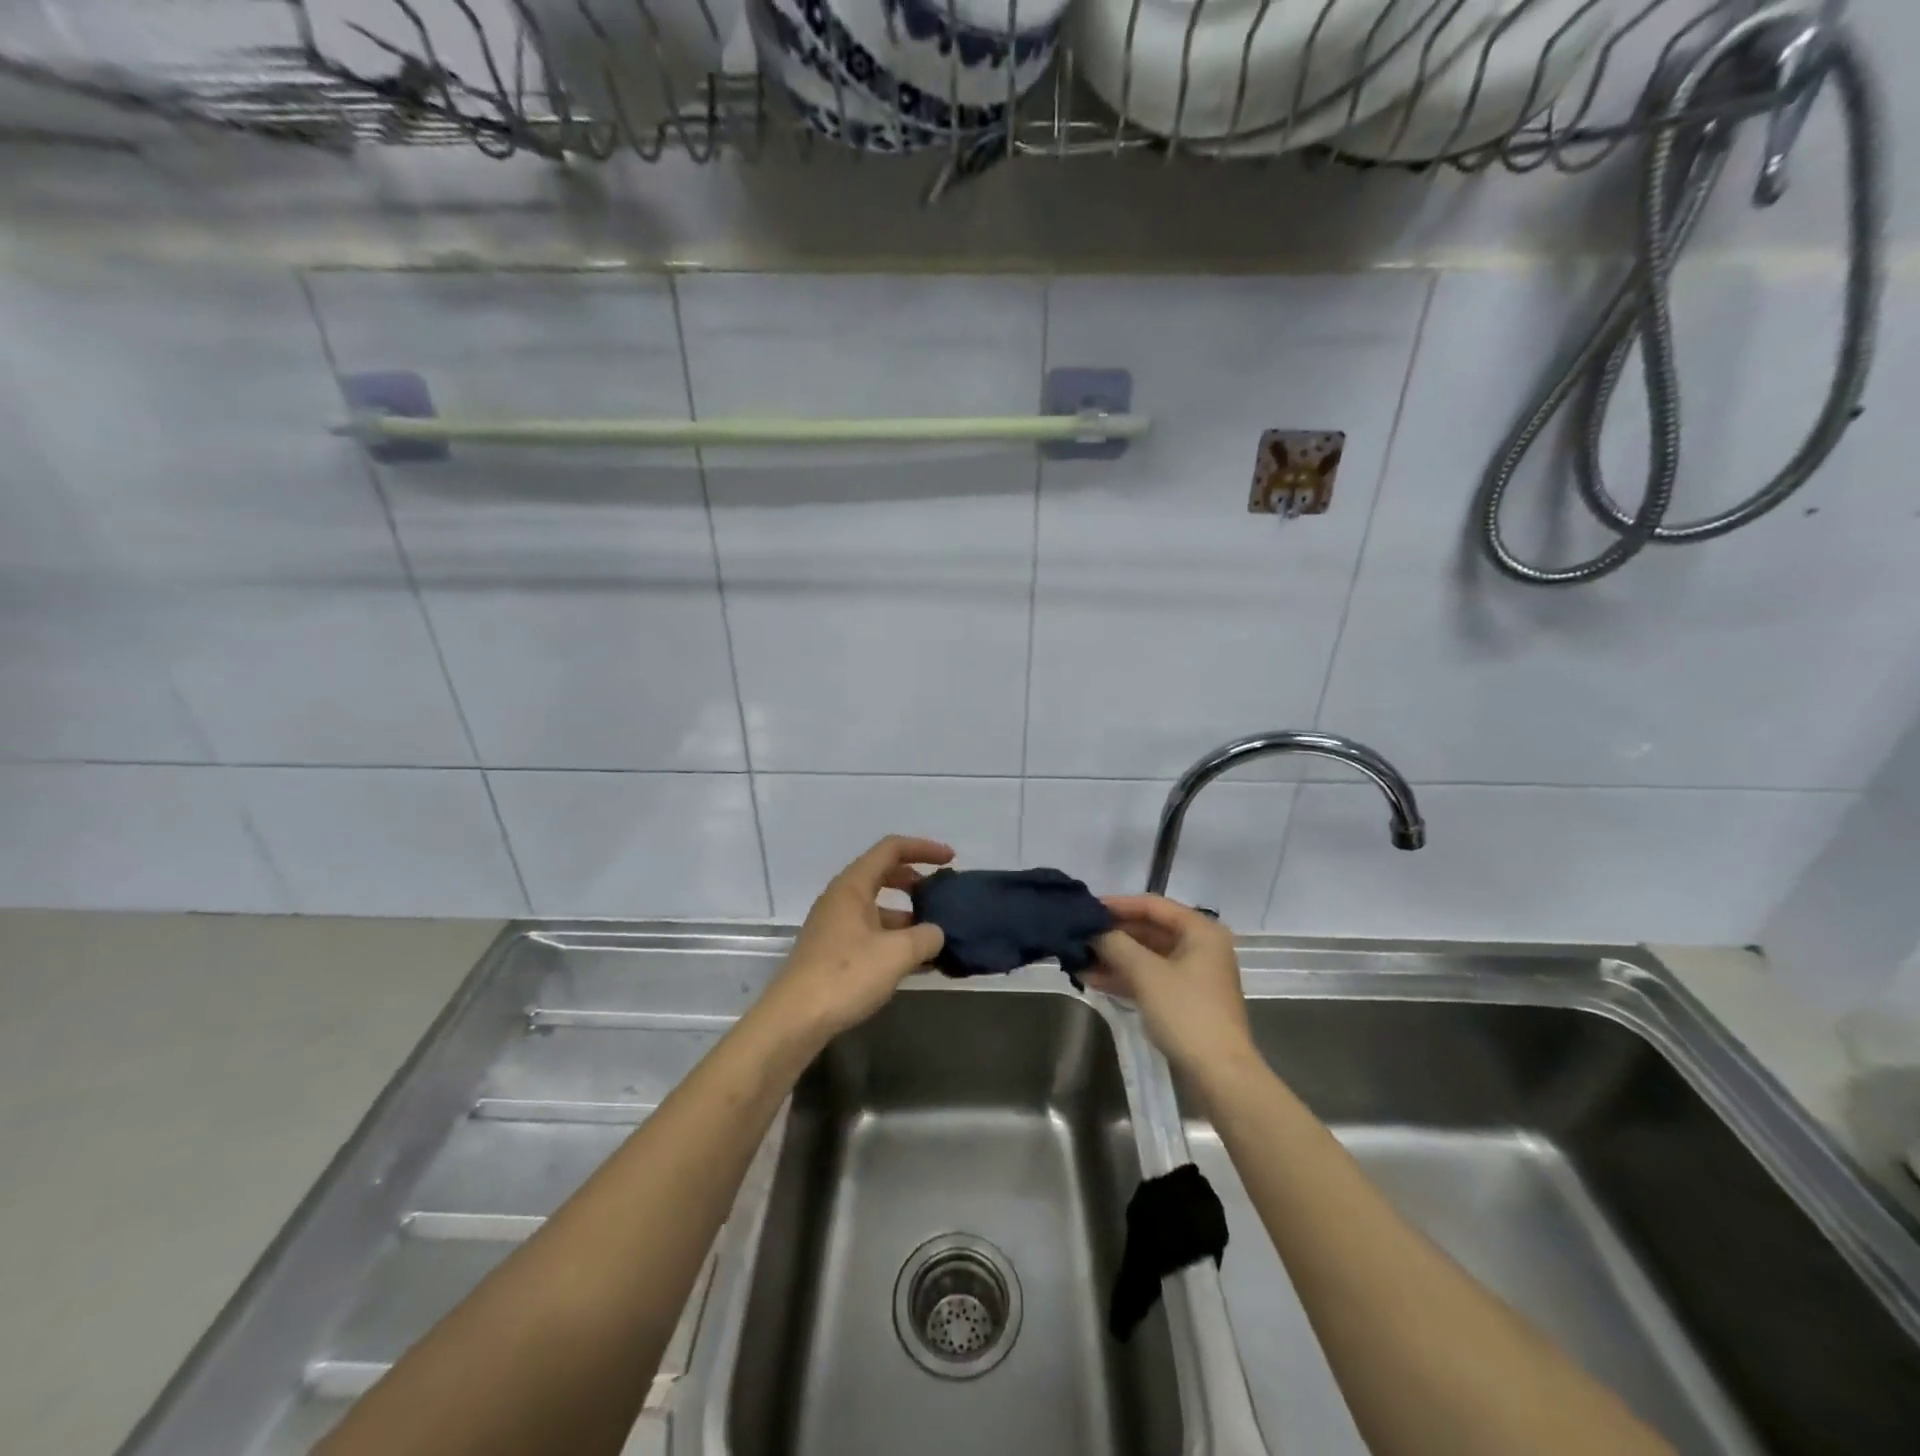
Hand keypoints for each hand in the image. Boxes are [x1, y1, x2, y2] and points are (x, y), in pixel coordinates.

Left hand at [762, 835, 953, 1043]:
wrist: (795, 1020)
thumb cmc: (845, 975)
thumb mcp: (896, 954)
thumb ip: (926, 936)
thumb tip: (936, 933)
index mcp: (853, 886)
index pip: (891, 849)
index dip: (923, 848)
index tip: (951, 860)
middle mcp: (841, 899)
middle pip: (884, 874)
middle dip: (916, 881)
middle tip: (942, 895)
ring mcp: (835, 926)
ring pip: (878, 908)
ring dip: (908, 916)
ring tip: (937, 936)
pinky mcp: (833, 952)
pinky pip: (872, 933)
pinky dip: (895, 940)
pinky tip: (917, 963)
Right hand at [1084, 894, 1256, 1078]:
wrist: (1220, 1075)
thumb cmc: (1186, 1013)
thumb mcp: (1146, 973)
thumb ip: (1116, 945)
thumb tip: (1093, 931)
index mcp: (1200, 931)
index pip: (1152, 905)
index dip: (1117, 905)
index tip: (1085, 909)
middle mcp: (1200, 946)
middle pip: (1149, 930)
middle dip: (1113, 935)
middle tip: (1078, 936)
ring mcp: (1193, 975)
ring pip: (1147, 956)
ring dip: (1114, 957)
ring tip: (1078, 959)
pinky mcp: (1185, 1000)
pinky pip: (1150, 977)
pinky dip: (1125, 977)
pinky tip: (1093, 979)